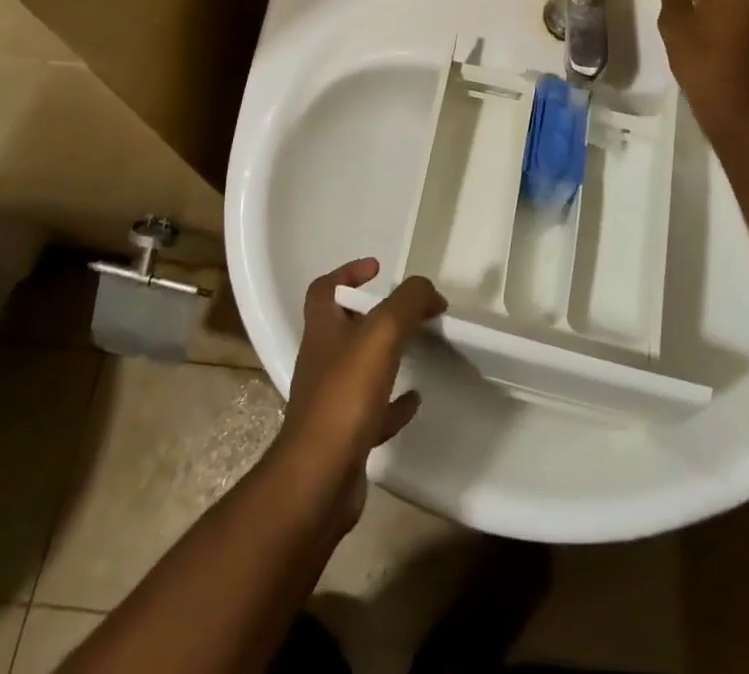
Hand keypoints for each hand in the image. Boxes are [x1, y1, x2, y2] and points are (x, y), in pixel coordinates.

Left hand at [275, 259, 445, 530]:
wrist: (319, 480)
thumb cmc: (345, 396)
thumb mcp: (382, 332)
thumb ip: (408, 302)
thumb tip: (430, 293)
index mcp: (322, 330)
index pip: (325, 289)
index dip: (348, 272)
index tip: (378, 268)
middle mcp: (321, 361)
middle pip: (343, 327)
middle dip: (374, 315)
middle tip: (408, 312)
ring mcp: (331, 401)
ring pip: (359, 369)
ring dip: (385, 357)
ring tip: (418, 349)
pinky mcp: (344, 437)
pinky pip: (372, 411)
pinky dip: (394, 403)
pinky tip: (415, 400)